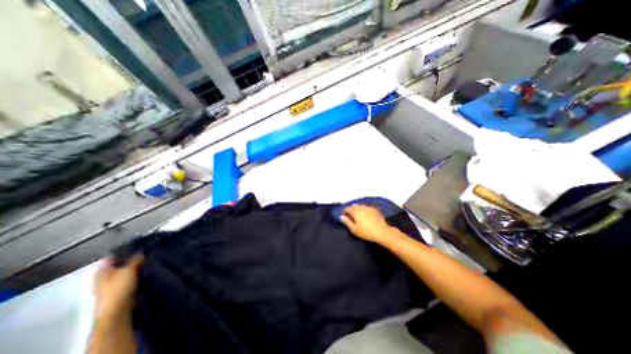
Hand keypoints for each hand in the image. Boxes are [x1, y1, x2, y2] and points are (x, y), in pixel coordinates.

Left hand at [94, 254, 143, 320]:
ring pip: (127, 270)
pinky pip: (131, 277)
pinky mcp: (121, 289)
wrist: (118, 311)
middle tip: (147, 252)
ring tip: (149, 260)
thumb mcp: (129, 269)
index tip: (139, 245)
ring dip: (136, 266)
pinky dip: (138, 274)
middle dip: (133, 258)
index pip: (113, 256)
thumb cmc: (119, 288)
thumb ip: (136, 258)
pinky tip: (147, 271)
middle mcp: (105, 276)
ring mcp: (112, 284)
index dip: (125, 250)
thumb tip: (142, 250)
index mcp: (102, 270)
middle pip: (120, 263)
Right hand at [341, 205, 391, 243]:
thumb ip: (347, 222)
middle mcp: (361, 207)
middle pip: (353, 206)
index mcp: (355, 210)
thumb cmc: (366, 231)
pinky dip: (364, 211)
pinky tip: (366, 216)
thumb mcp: (354, 229)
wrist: (382, 232)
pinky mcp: (375, 209)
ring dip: (358, 210)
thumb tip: (341, 216)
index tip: (344, 217)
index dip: (344, 212)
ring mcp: (369, 207)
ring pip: (360, 206)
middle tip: (351, 217)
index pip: (347, 208)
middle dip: (351, 210)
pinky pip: (367, 208)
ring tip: (358, 217)